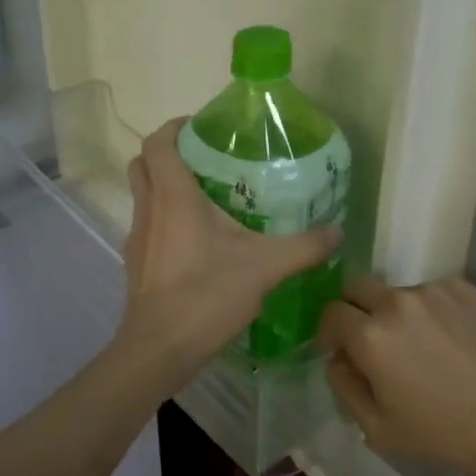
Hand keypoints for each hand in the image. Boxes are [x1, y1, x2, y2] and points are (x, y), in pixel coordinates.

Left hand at [118, 119, 341, 377]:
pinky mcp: (136, 264)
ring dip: (167, 188)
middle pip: (145, 164)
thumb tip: (338, 231)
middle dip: (170, 154)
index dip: (175, 127)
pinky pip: (149, 226)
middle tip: (207, 161)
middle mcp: (149, 209)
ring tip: (209, 200)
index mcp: (173, 196)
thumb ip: (304, 246)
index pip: (158, 142)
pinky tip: (199, 244)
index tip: (203, 128)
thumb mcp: (265, 267)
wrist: (159, 349)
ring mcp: (137, 238)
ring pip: (144, 196)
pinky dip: (167, 221)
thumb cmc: (206, 294)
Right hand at [320, 276, 475, 475]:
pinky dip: (430, 311)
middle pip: (356, 287)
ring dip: (396, 313)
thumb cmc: (443, 434)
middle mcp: (395, 301)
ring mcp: (432, 290)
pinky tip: (450, 341)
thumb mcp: (377, 429)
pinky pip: (431, 293)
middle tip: (372, 341)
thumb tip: (338, 358)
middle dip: (354, 310)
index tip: (339, 349)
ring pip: (396, 292)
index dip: (329, 332)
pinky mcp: (464, 288)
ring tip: (422, 347)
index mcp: (369, 335)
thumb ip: (343, 386)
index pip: (330, 313)